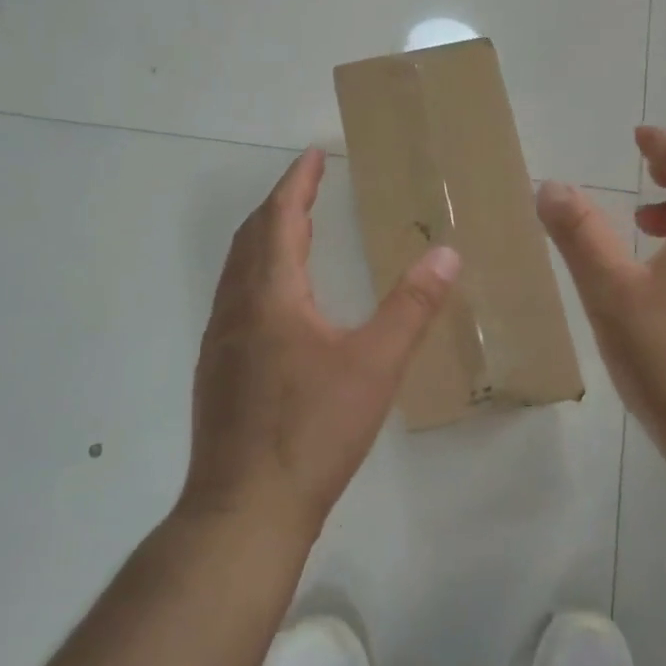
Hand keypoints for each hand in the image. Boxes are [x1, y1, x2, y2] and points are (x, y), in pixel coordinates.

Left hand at [180, 147, 460, 538]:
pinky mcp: (217, 371)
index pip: (279, 219)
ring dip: (264, 238)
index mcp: (270, 296)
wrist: (245, 510)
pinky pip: (236, 298)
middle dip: (280, 203)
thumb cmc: (313, 432)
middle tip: (308, 183)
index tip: (313, 154)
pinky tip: (280, 300)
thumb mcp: (375, 365)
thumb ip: (412, 307)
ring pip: (238, 269)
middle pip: (252, 237)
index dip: (297, 183)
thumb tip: (447, 254)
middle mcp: (236, 308)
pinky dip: (258, 273)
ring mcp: (219, 341)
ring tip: (296, 228)